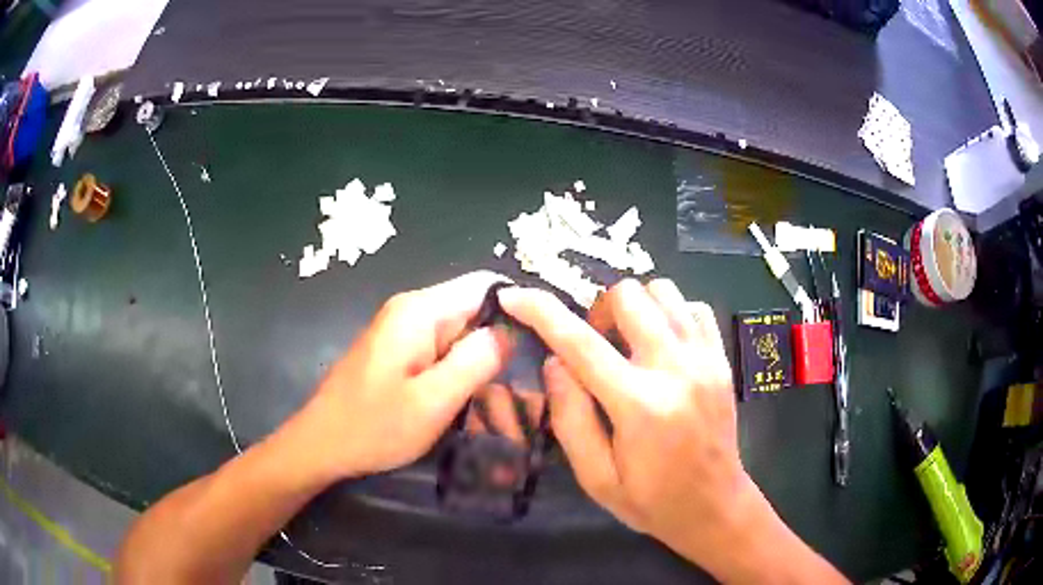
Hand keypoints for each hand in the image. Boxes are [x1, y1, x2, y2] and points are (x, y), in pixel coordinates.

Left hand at [299, 271, 512, 478]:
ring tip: (502, 400)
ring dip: (481, 364)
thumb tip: (510, 331)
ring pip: (461, 334)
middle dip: (500, 344)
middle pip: (474, 310)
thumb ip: (476, 361)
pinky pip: (443, 352)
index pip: (485, 285)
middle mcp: (412, 311)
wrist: (322, 445)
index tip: (542, 344)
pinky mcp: (399, 352)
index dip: (518, 308)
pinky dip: (461, 372)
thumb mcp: (433, 400)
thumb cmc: (373, 426)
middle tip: (524, 387)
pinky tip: (470, 402)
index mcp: (420, 311)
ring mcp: (403, 331)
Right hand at [498, 280, 759, 569]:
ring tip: (628, 343)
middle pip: (628, 296)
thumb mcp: (596, 478)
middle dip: (597, 310)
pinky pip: (692, 307)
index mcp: (639, 405)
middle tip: (595, 346)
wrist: (715, 505)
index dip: (541, 311)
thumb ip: (571, 419)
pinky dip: (669, 314)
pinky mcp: (722, 358)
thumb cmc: (651, 500)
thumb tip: (554, 362)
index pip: (580, 343)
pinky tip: (661, 346)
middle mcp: (676, 369)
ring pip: (662, 291)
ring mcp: (705, 359)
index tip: (513, 295)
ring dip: (635, 308)